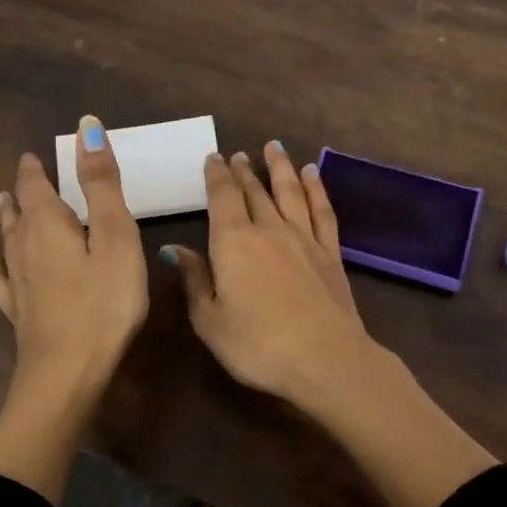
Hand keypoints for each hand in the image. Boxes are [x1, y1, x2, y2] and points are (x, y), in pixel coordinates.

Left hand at [0, 116, 147, 399]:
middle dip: (23, 192)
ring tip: (0, 201)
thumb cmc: (104, 302)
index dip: (36, 170)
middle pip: (20, 212)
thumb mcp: (115, 237)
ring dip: (6, 218)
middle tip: (23, 175)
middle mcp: (24, 248)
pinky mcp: (18, 311)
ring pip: (7, 240)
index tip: (34, 155)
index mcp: (48, 225)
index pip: (36, 187)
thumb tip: (85, 125)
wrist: (67, 372)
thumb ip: (101, 183)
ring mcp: (17, 282)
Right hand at [163, 143, 377, 411]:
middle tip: (237, 155)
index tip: (213, 158)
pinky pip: (322, 210)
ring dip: (280, 167)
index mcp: (233, 242)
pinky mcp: (330, 253)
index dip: (216, 175)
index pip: (222, 197)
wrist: (325, 359)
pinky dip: (316, 188)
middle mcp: (268, 229)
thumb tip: (175, 249)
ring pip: (289, 192)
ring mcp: (304, 238)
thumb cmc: (258, 345)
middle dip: (243, 171)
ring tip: (274, 147)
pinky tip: (312, 174)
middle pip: (254, 191)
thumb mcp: (210, 321)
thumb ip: (194, 281)